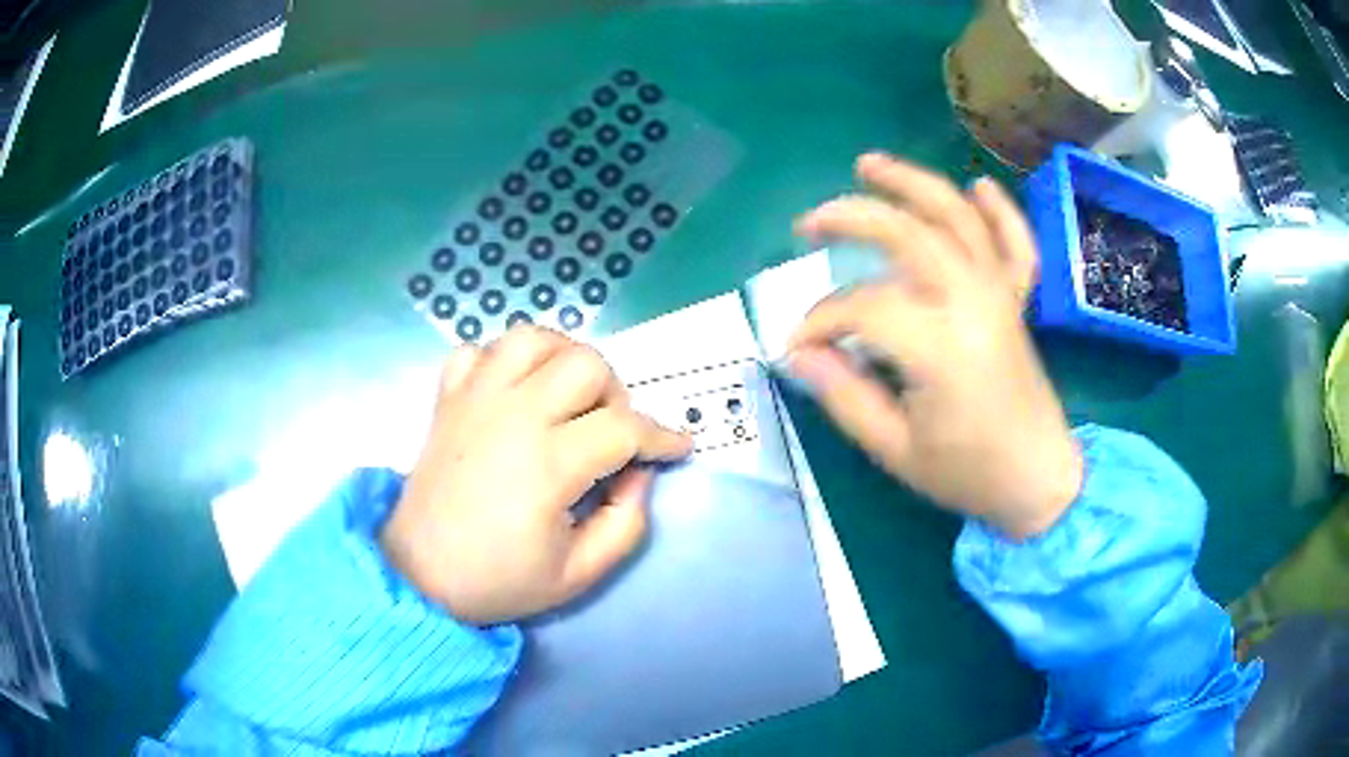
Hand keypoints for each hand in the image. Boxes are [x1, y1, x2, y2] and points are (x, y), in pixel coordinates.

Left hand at [380, 326, 691, 624]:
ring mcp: (475, 399)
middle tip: (610, 434)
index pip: (624, 427)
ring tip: (568, 398)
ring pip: (534, 338)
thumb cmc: (499, 580)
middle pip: (585, 364)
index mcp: (548, 464)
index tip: (677, 447)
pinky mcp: (448, 398)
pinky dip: (503, 361)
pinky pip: (479, 350)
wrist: (420, 576)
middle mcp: (512, 415)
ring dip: (564, 359)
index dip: (661, 436)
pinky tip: (513, 393)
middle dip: (615, 395)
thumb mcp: (580, 574)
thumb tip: (639, 472)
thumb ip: (627, 523)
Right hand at [788, 153, 1081, 539]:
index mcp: (939, 346)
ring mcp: (999, 295)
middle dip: (852, 218)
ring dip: (914, 184)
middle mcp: (971, 302)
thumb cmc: (968, 473)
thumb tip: (798, 354)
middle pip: (908, 234)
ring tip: (869, 164)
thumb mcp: (895, 449)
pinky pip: (1015, 244)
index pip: (862, 308)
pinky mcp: (1017, 301)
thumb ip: (843, 395)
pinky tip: (978, 185)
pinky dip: (1000, 211)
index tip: (796, 346)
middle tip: (809, 224)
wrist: (1038, 480)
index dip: (820, 322)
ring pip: (958, 219)